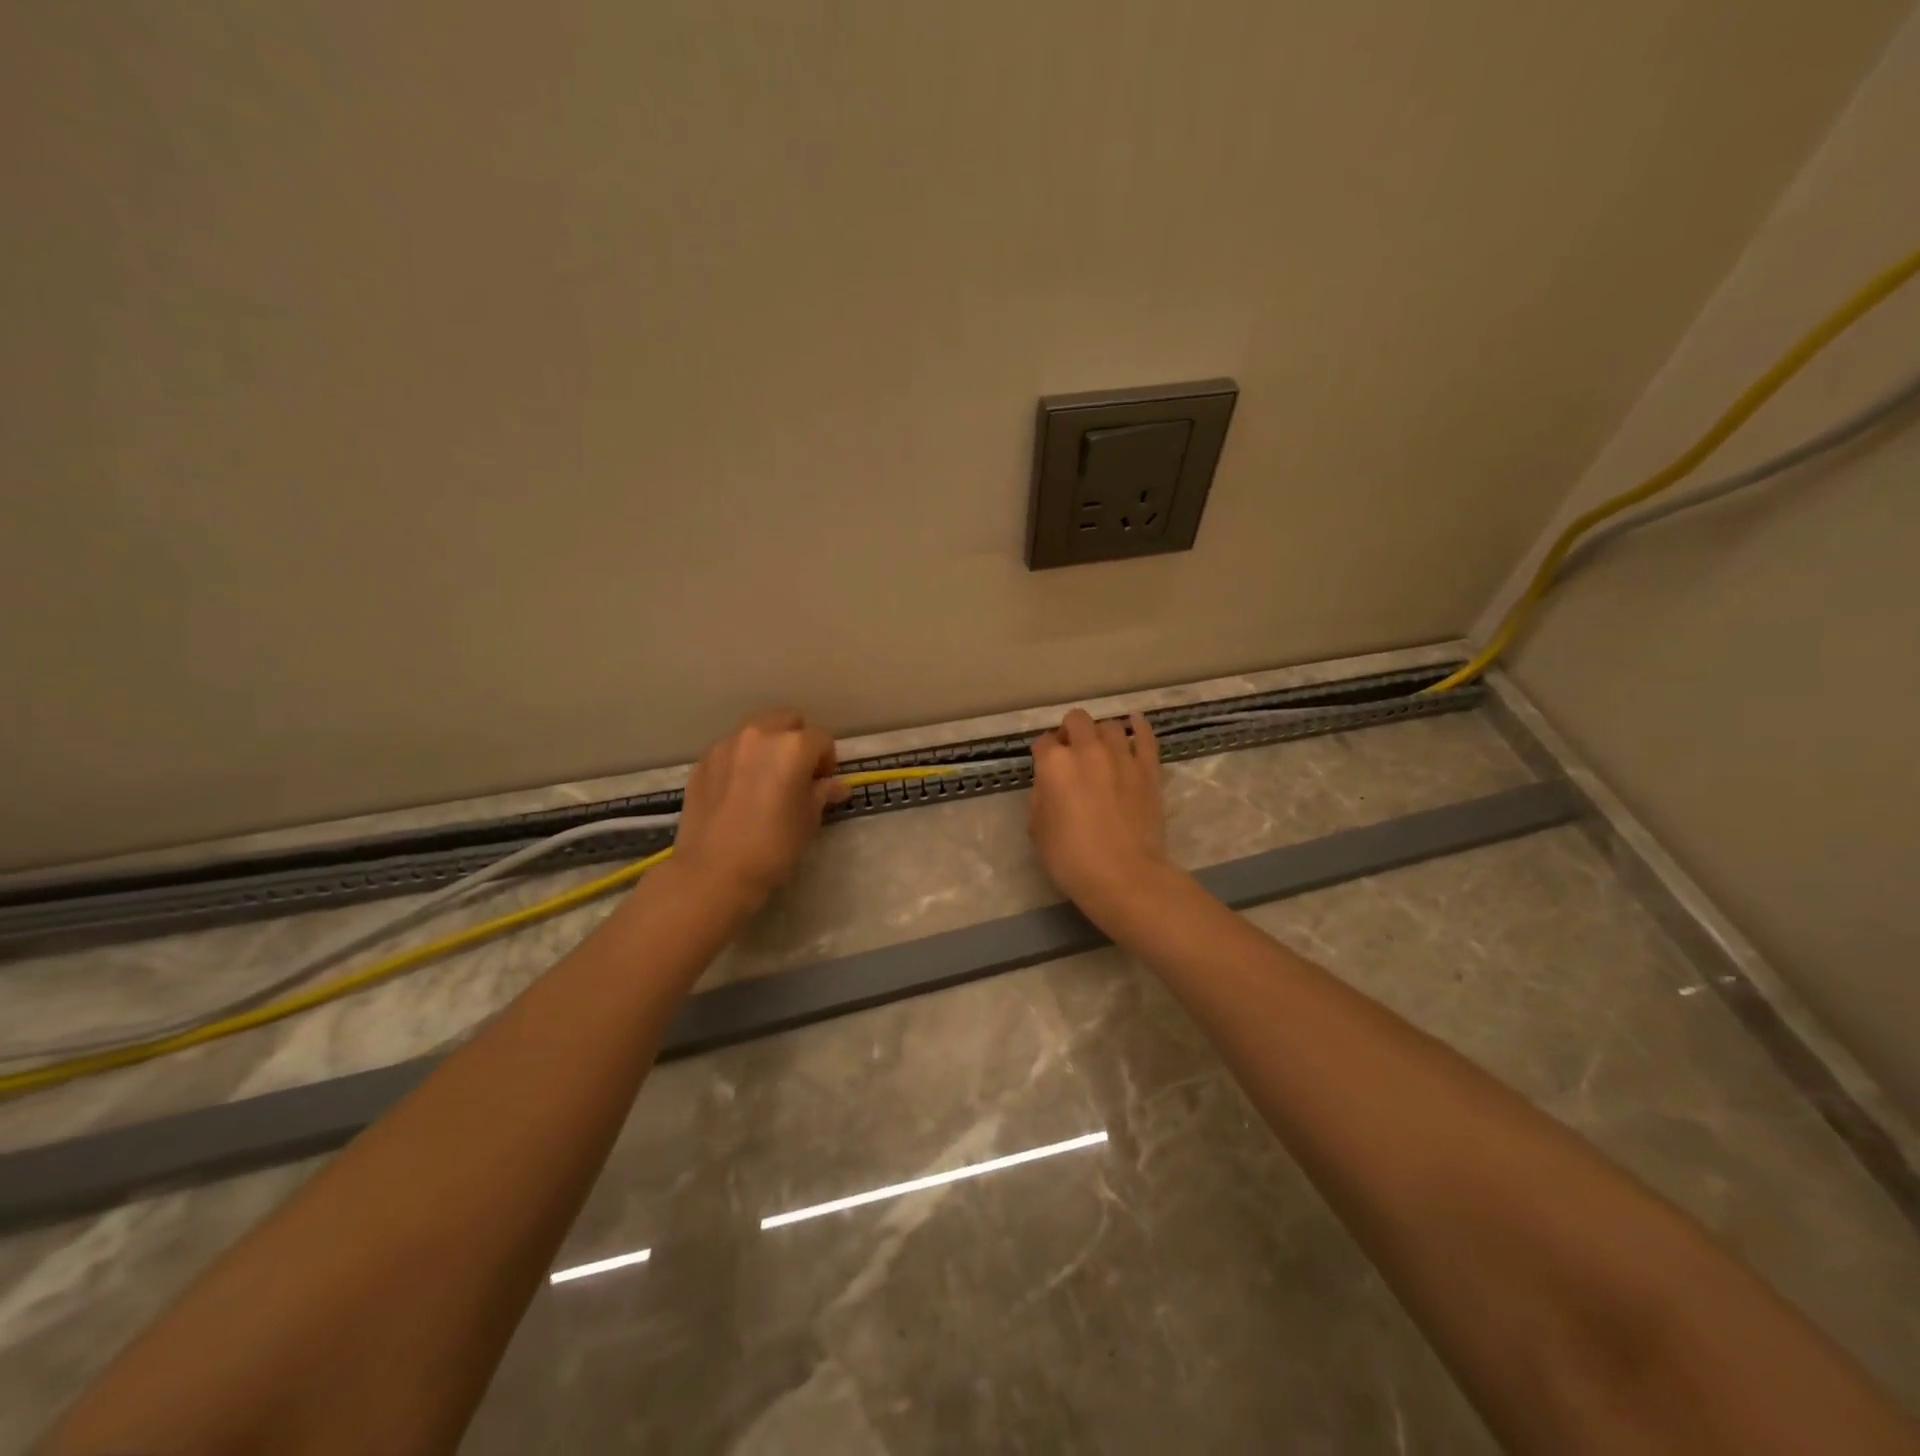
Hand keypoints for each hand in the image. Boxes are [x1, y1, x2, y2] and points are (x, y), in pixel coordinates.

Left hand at [672, 711, 847, 909]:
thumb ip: (822, 793)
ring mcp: (726, 746)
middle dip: (797, 741)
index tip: (823, 783)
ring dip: (767, 747)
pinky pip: (731, 751)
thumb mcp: (808, 821)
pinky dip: (741, 761)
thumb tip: (836, 785)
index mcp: (793, 746)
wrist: (713, 871)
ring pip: (756, 732)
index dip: (827, 761)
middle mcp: (759, 735)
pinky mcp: (703, 762)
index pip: (822, 739)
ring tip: (766, 780)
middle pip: (787, 721)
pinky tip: (739, 791)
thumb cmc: (772, 846)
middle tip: (797, 774)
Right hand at [1028, 709, 1167, 912]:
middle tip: (1071, 755)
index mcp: (1054, 764)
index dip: (1042, 755)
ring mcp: (1121, 756)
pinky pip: (1145, 737)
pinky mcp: (1148, 769)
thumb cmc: (1071, 859)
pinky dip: (1139, 726)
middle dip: (1070, 733)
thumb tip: (1049, 784)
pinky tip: (1135, 722)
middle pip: (1076, 721)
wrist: (1124, 876)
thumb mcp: (1037, 830)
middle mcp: (1087, 750)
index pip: (1042, 743)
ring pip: (1109, 726)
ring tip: (1100, 751)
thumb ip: (1041, 797)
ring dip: (1100, 734)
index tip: (1045, 769)